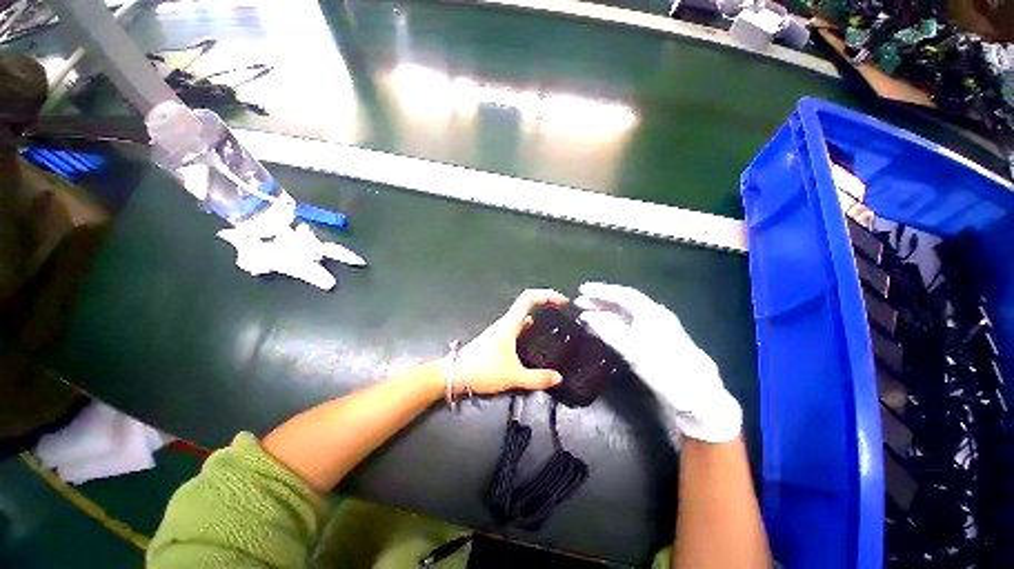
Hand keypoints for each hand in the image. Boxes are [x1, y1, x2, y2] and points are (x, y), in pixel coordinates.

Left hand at [457, 289, 567, 394]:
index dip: (547, 295)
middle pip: (528, 304)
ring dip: (539, 316)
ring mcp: (501, 330)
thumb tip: (558, 378)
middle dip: (546, 304)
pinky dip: (530, 328)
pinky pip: (518, 327)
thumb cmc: (484, 371)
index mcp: (510, 324)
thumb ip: (537, 378)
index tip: (562, 302)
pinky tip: (537, 341)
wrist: (455, 375)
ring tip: (555, 326)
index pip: (529, 298)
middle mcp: (506, 323)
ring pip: (523, 316)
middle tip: (563, 314)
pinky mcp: (498, 338)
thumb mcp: (513, 376)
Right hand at [575, 282, 741, 442]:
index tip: (582, 290)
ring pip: (625, 313)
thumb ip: (609, 331)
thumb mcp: (635, 351)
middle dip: (600, 300)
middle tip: (579, 302)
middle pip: (623, 301)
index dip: (601, 291)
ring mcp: (655, 327)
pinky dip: (612, 322)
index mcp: (651, 313)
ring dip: (604, 311)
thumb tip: (587, 316)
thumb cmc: (666, 371)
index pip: (623, 294)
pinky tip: (602, 327)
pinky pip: (628, 324)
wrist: (697, 396)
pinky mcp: (654, 340)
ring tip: (585, 313)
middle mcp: (654, 315)